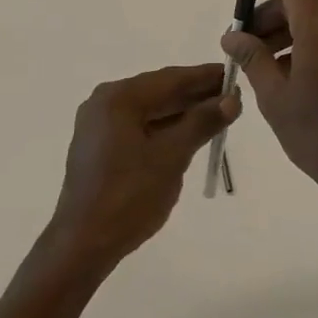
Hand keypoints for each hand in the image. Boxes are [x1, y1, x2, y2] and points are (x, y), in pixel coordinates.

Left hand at [45, 64, 239, 275]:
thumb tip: (232, 98)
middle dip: (195, 94)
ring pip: (149, 110)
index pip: (170, 79)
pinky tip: (189, 133)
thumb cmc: (129, 196)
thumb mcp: (172, 157)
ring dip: (182, 112)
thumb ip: (202, 122)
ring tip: (217, 113)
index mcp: (118, 98)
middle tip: (231, 96)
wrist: (83, 244)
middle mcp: (104, 103)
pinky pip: (139, 126)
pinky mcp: (100, 146)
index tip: (233, 73)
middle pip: (158, 91)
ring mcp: (99, 125)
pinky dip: (164, 128)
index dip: (204, 77)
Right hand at [220, 0, 317, 210]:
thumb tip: (233, 35)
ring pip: (309, 21)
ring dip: (279, 34)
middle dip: (264, 16)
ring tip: (256, 68)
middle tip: (238, 47)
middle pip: (296, 2)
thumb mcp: (276, 98)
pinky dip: (298, 46)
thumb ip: (253, 58)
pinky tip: (281, 78)